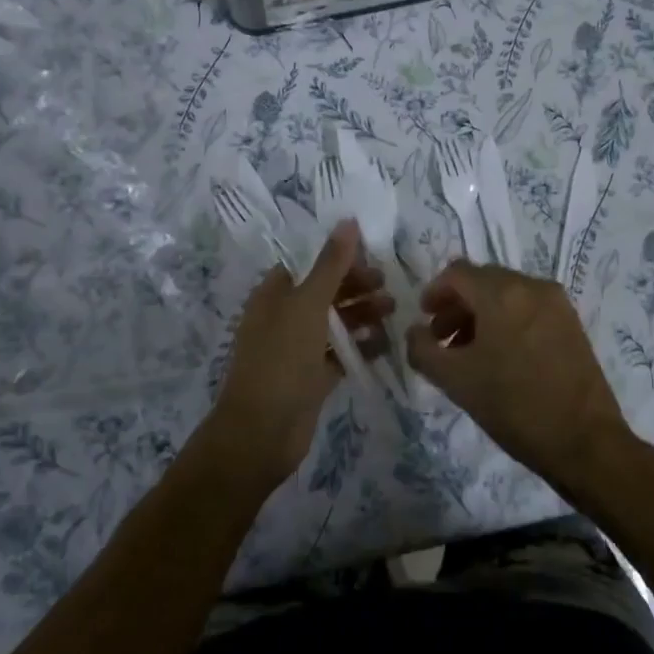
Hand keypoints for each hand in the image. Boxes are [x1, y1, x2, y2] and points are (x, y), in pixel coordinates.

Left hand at [207, 221, 392, 489]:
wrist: (261, 432)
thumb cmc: (281, 359)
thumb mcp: (307, 304)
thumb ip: (330, 264)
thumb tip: (347, 221)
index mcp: (274, 294)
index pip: (308, 264)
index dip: (337, 258)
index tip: (370, 256)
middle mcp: (283, 318)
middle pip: (324, 292)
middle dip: (355, 286)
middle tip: (388, 286)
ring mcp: (297, 350)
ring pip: (334, 323)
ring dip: (362, 315)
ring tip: (393, 311)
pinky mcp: (311, 378)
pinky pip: (339, 355)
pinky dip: (360, 347)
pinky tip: (386, 344)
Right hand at [405, 261, 640, 500]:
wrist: (585, 441)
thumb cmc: (514, 406)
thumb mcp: (456, 381)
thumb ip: (423, 350)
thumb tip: (415, 332)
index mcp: (502, 293)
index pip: (458, 273)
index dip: (435, 292)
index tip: (424, 319)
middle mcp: (532, 286)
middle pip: (483, 280)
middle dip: (458, 305)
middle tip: (442, 339)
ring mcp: (557, 304)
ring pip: (507, 294)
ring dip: (481, 314)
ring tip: (469, 352)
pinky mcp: (572, 323)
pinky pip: (529, 308)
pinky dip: (507, 320)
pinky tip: (502, 357)